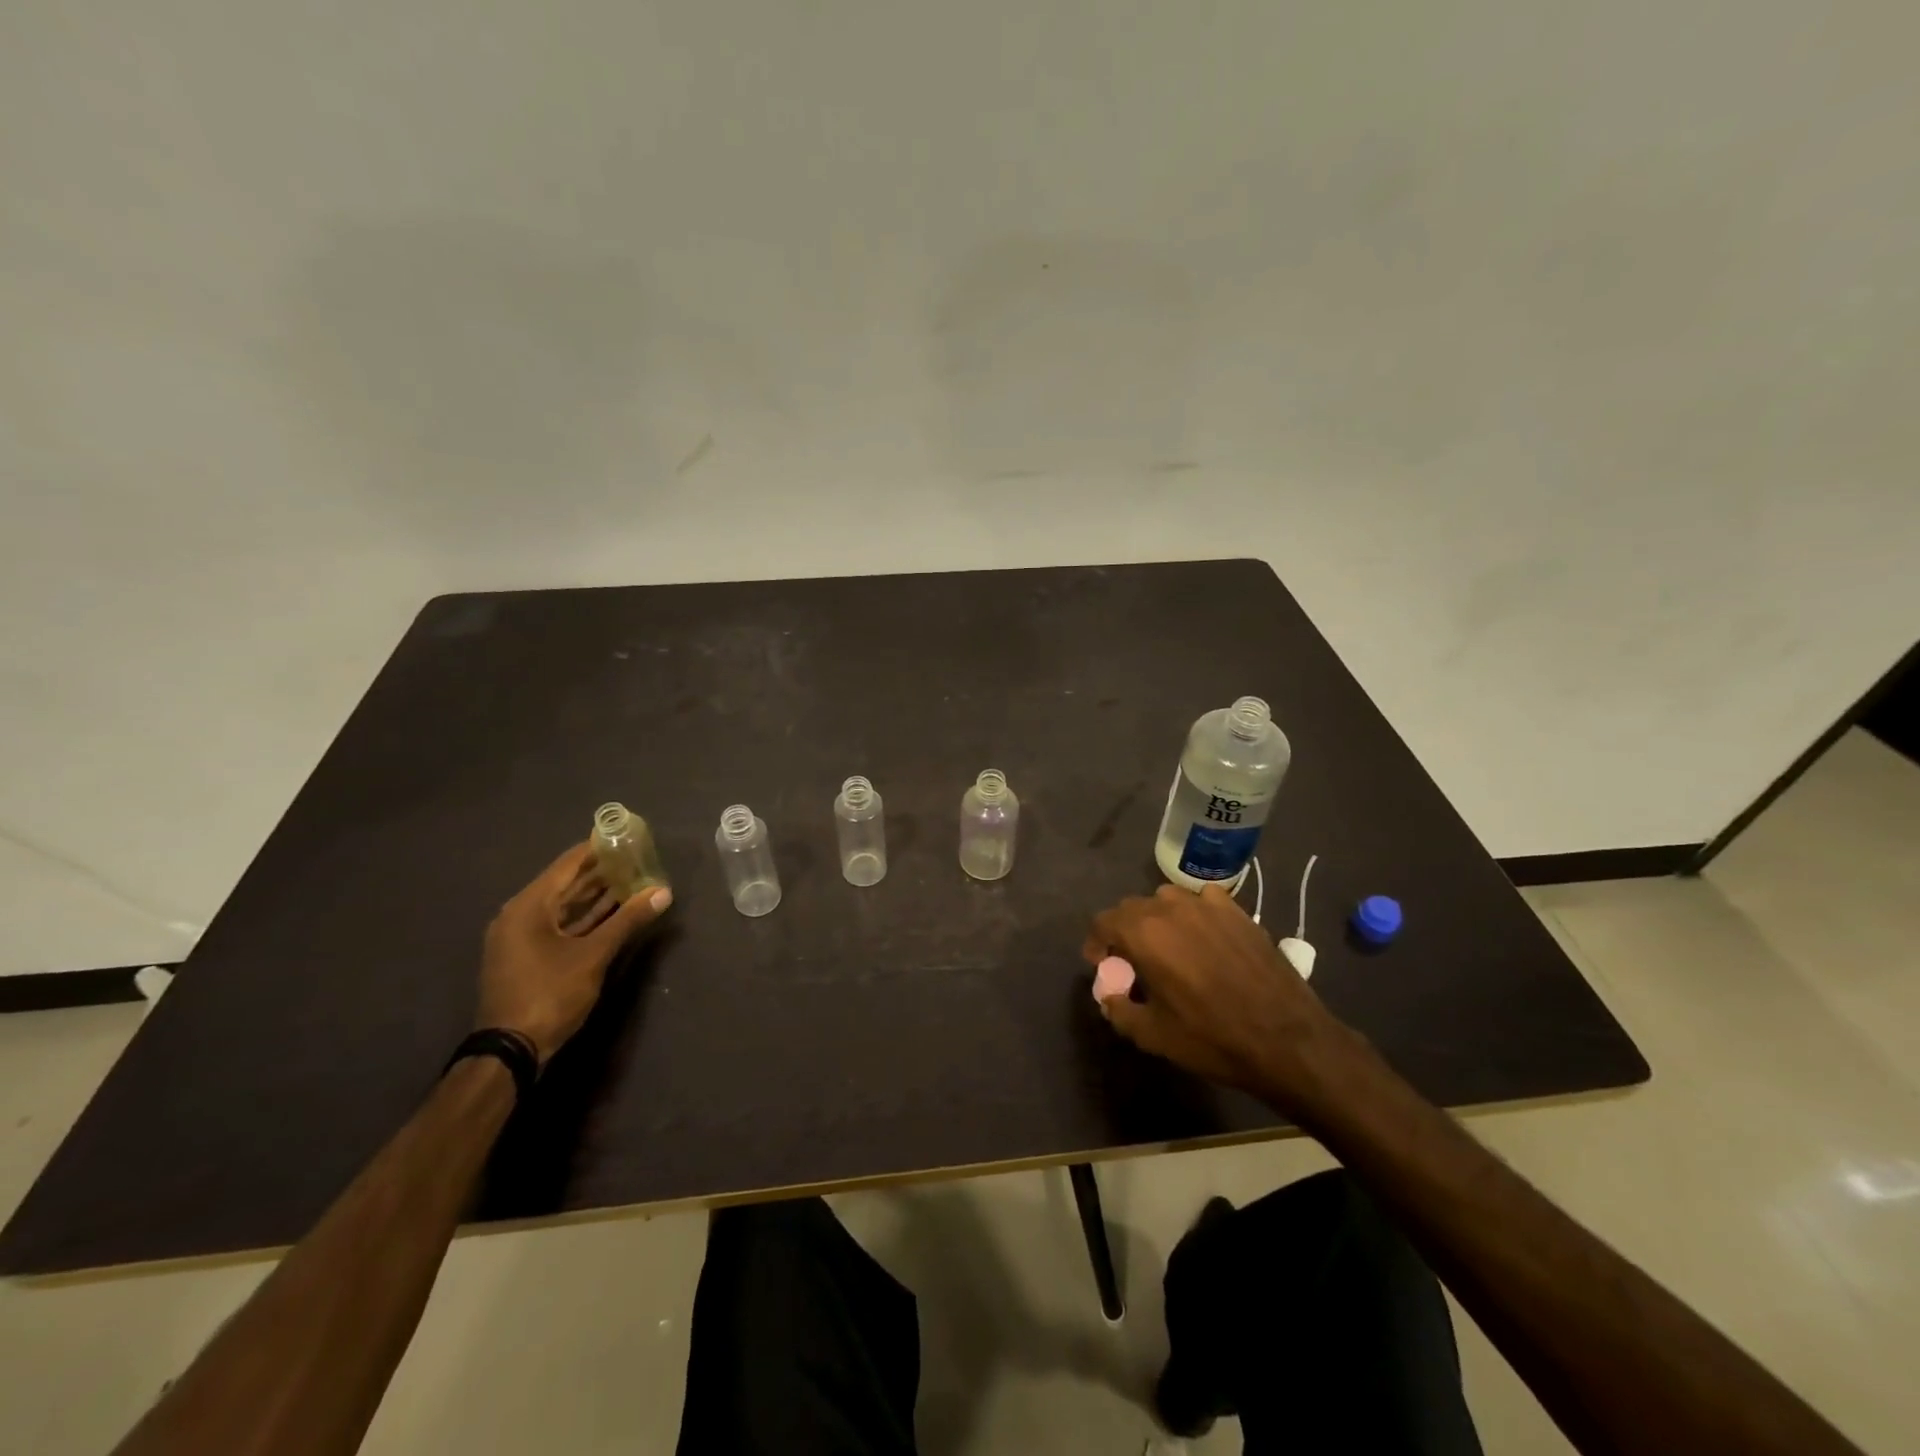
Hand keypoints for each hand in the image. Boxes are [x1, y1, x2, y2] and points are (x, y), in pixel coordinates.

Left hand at [476, 842, 672, 1064]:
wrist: (510, 1051)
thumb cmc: (549, 993)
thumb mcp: (594, 955)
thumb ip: (628, 920)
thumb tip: (663, 892)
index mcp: (528, 907)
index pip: (567, 865)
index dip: (596, 849)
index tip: (624, 837)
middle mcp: (519, 916)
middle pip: (564, 884)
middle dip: (600, 872)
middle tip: (635, 859)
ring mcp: (521, 939)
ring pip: (563, 907)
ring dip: (595, 896)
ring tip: (631, 881)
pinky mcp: (527, 958)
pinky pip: (559, 926)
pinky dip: (584, 918)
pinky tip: (613, 913)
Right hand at [1084, 884, 1357, 1119]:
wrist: (1286, 1039)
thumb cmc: (1212, 1038)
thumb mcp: (1152, 1035)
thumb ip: (1119, 1010)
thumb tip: (1110, 996)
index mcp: (1143, 933)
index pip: (1103, 922)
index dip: (1097, 943)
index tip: (1102, 965)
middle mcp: (1170, 908)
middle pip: (1132, 908)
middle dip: (1125, 932)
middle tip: (1133, 963)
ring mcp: (1207, 905)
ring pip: (1166, 900)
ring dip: (1158, 920)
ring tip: (1169, 949)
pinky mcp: (1237, 911)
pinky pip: (1204, 900)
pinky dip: (1195, 914)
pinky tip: (1205, 938)